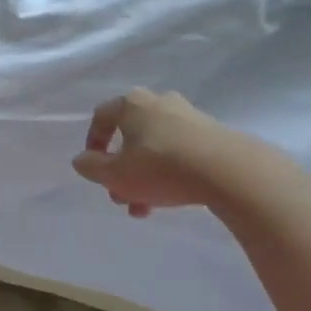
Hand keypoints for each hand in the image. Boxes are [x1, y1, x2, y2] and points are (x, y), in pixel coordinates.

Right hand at [73, 89, 227, 217]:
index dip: (93, 143)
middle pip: (130, 136)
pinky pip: (180, 152)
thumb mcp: (115, 174)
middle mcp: (159, 102)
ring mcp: (189, 116)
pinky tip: (172, 196)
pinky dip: (170, 172)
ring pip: (155, 147)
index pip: (101, 116)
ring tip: (146, 207)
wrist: (229, 171)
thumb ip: (91, 167)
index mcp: (131, 104)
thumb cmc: (161, 167)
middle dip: (121, 169)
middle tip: (122, 197)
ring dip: (144, 176)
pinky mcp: (213, 134)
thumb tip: (82, 160)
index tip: (94, 169)